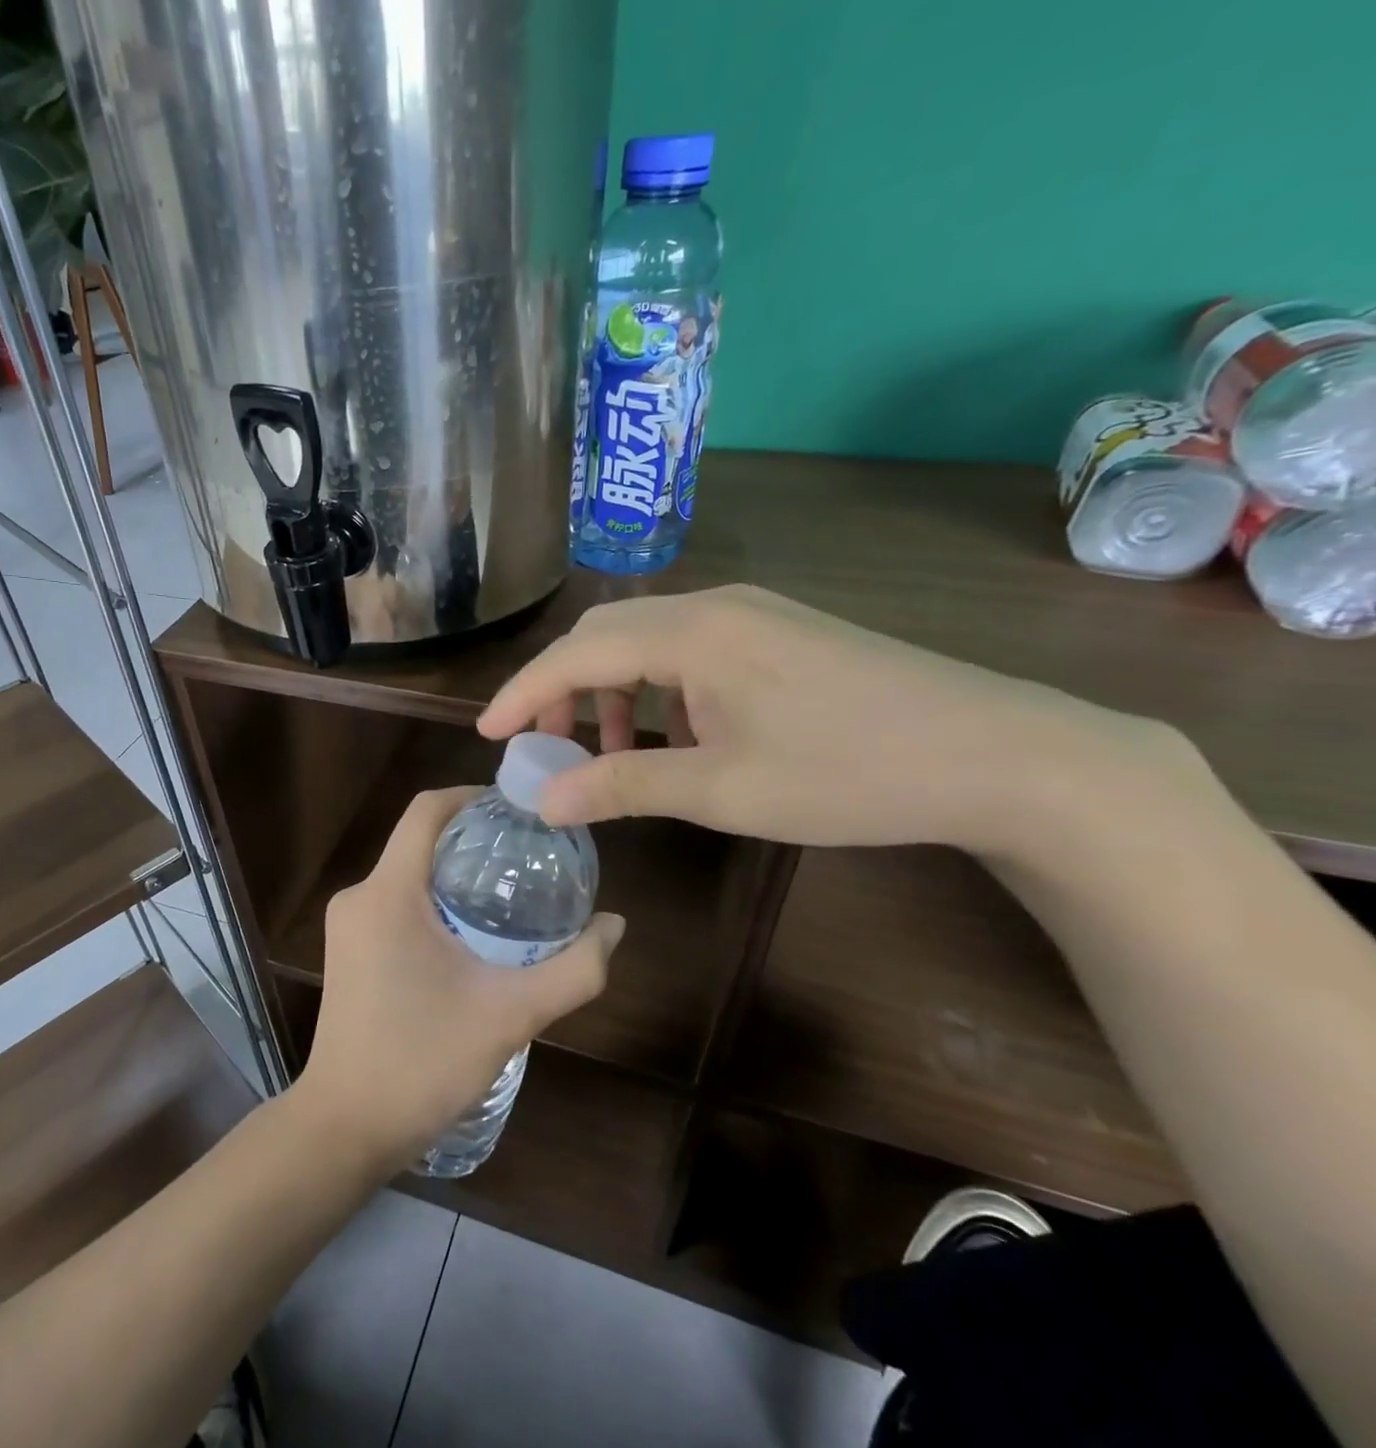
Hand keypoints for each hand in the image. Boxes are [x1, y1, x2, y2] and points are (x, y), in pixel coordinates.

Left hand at [294, 788, 624, 1173]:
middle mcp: (359, 896)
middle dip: (472, 838)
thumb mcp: (510, 1016)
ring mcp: (346, 924)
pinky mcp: (346, 948)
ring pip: (406, 872)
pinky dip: (432, 899)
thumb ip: (573, 970)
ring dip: (453, 872)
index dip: (472, 795)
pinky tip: (469, 931)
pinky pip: (393, 901)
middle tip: (529, 853)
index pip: (426, 810)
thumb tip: (616, 925)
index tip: (518, 807)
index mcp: (389, 893)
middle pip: (420, 840)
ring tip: (509, 891)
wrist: (344, 1128)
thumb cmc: (422, 1064)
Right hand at [478, 585, 1193, 857]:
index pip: (578, 653)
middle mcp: (714, 606)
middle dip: (564, 692)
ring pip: (648, 643)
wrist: (999, 753)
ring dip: (613, 694)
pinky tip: (677, 738)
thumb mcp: (722, 789)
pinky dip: (659, 692)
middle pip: (606, 636)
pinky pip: (690, 651)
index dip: (525, 694)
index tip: (488, 735)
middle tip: (547, 751)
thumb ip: (622, 785)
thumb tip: (543, 801)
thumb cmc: (849, 772)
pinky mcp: (780, 633)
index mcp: (693, 632)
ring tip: (612, 755)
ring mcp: (753, 615)